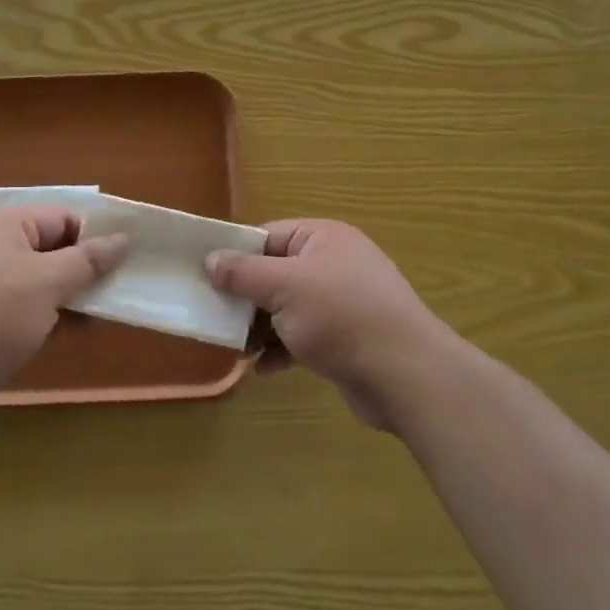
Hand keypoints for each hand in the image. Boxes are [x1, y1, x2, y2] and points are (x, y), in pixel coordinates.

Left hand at [0, 207, 125, 395]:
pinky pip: (13, 306)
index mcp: (5, 225)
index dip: (95, 239)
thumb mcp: (48, 283)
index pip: (63, 218)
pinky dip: (37, 317)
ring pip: (33, 281)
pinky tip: (56, 338)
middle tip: (111, 299)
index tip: (122, 268)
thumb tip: (121, 238)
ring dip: (62, 299)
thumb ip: (88, 260)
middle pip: (49, 249)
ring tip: (90, 324)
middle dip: (81, 273)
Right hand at [207, 220, 450, 429]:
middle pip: (275, 274)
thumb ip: (243, 273)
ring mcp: (341, 303)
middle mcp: (333, 264)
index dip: (236, 255)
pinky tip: (262, 370)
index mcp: (323, 238)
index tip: (205, 276)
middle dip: (245, 298)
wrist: (404, 373)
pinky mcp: (345, 340)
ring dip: (260, 328)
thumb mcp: (284, 286)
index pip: (268, 236)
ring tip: (237, 349)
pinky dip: (282, 350)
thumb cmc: (340, 316)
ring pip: (286, 309)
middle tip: (215, 318)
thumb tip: (211, 259)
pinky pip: (302, 337)